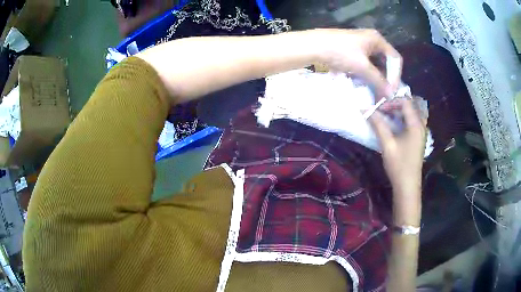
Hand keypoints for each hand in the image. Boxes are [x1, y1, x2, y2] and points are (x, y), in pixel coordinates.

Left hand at [314, 29, 402, 98]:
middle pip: (385, 61)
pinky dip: (366, 73)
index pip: (395, 58)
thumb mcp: (362, 67)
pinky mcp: (352, 49)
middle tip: (384, 93)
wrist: (313, 46)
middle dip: (386, 77)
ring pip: (375, 63)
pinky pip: (365, 63)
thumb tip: (391, 95)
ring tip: (375, 90)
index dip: (396, 75)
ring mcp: (361, 44)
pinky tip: (364, 83)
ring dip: (376, 77)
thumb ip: (379, 81)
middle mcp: (371, 39)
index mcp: (377, 39)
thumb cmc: (340, 53)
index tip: (392, 90)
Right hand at [369, 99, 425, 221]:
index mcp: (416, 125)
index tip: (379, 109)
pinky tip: (397, 124)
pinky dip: (405, 117)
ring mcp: (422, 132)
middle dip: (396, 103)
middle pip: (411, 105)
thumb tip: (365, 108)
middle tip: (384, 109)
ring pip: (414, 112)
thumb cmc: (398, 165)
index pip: (405, 102)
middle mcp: (421, 125)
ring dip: (401, 110)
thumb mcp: (387, 144)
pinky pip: (414, 120)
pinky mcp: (419, 138)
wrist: (407, 186)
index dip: (391, 102)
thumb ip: (378, 124)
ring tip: (389, 114)